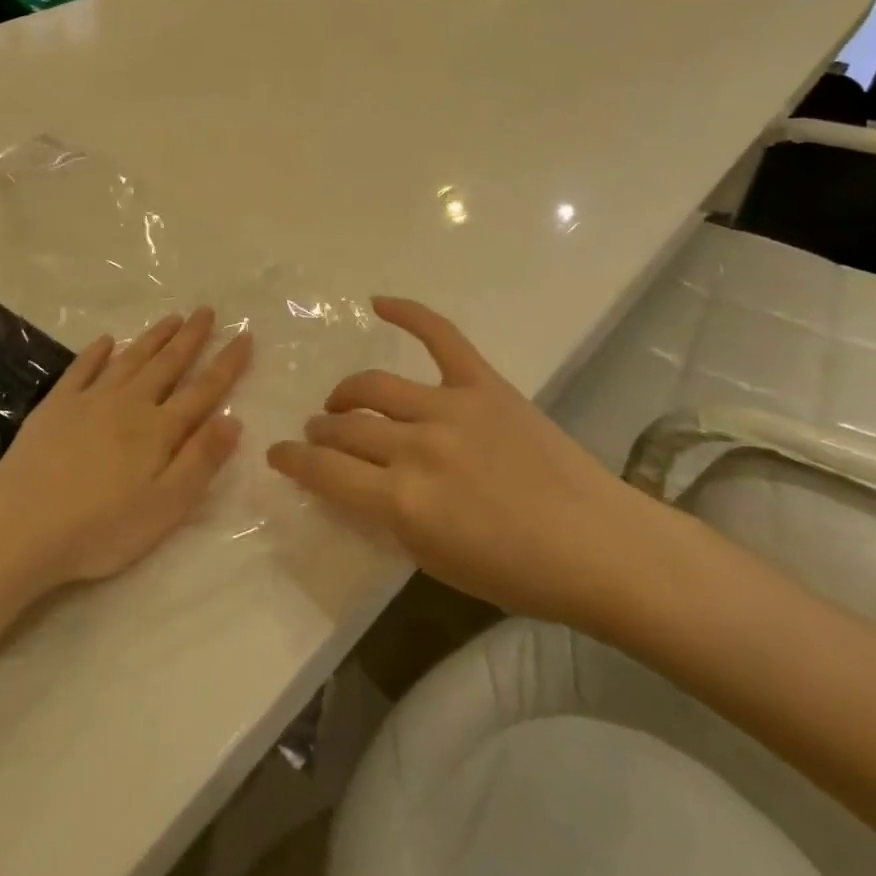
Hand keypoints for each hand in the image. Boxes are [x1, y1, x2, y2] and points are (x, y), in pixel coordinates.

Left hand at [0, 307, 251, 594]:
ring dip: (153, 337)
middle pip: (168, 364)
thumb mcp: (165, 507)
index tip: (244, 335)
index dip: (227, 363)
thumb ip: (201, 461)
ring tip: (172, 318)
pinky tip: (105, 341)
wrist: (19, 530)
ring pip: (130, 359)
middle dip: (191, 337)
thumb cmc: (99, 529)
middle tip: (207, 311)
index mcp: (159, 430)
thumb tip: (234, 419)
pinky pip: (81, 370)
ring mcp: (89, 401)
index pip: (203, 390)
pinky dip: (96, 353)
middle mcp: (129, 404)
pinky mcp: (55, 407)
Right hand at [267, 298, 658, 626]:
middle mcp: (417, 447)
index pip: (325, 471)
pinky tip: (378, 302)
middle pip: (347, 427)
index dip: (293, 461)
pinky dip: (408, 313)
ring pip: (375, 386)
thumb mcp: (436, 561)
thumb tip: (358, 484)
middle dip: (321, 431)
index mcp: (404, 502)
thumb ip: (390, 518)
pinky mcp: (483, 383)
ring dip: (346, 393)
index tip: (278, 454)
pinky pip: (439, 336)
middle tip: (318, 433)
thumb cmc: (519, 573)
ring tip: (339, 401)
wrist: (597, 544)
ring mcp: (451, 407)